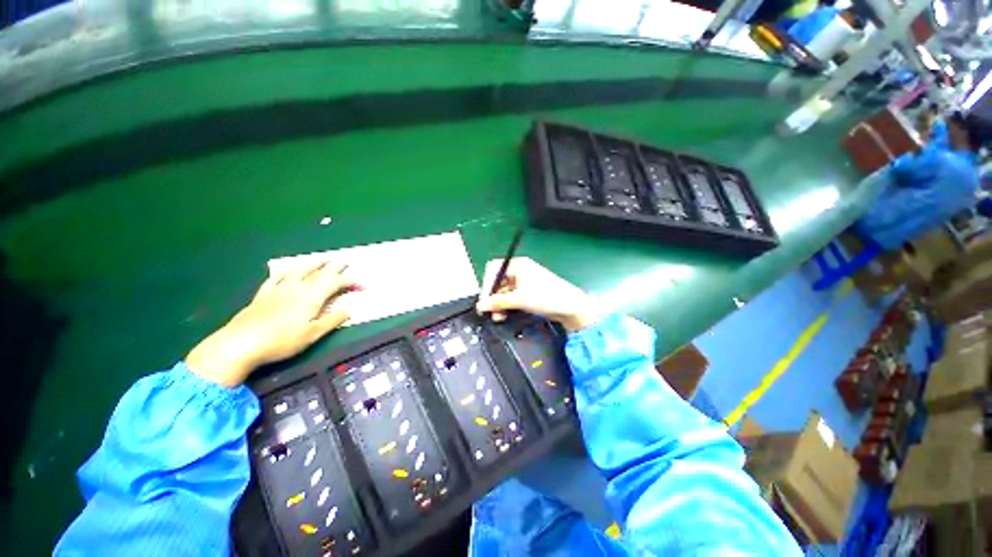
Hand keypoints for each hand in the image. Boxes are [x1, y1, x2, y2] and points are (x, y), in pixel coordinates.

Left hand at [185, 262, 357, 386]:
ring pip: (300, 271)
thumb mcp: (313, 333)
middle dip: (335, 266)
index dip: (351, 282)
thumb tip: (353, 309)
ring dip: (314, 264)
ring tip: (323, 259)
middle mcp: (298, 287)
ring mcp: (279, 289)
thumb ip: (333, 319)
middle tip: (345, 259)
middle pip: (320, 272)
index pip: (336, 283)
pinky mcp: (264, 294)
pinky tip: (288, 270)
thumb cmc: (282, 340)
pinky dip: (287, 272)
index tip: (363, 286)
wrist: (240, 343)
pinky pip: (277, 277)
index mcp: (313, 296)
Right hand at [476, 257, 599, 331]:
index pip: (493, 269)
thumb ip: (498, 302)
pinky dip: (506, 305)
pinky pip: (511, 296)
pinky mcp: (527, 292)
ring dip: (499, 303)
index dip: (487, 283)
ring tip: (498, 316)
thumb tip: (480, 305)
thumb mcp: (519, 299)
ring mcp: (523, 282)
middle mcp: (519, 271)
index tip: (484, 300)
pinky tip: (504, 314)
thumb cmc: (547, 296)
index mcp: (518, 265)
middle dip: (492, 296)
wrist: (570, 307)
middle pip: (498, 281)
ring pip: (504, 291)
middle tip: (489, 311)